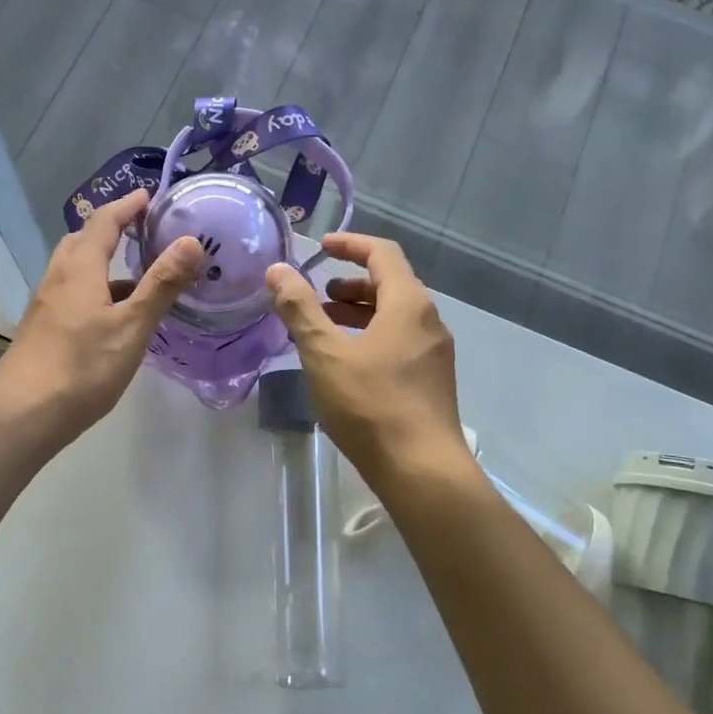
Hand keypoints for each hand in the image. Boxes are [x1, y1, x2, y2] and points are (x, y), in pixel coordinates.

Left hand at [0, 190, 201, 443]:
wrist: (23, 414)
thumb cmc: (83, 367)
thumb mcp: (132, 326)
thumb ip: (161, 284)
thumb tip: (191, 240)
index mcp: (80, 269)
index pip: (104, 222)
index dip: (127, 206)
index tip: (149, 196)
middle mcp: (58, 278)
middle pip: (82, 240)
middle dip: (111, 228)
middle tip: (142, 229)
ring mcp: (46, 304)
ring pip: (75, 269)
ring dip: (102, 261)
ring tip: (135, 274)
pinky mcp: (43, 328)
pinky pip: (72, 292)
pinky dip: (95, 289)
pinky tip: (112, 315)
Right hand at [264, 234, 466, 478]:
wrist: (421, 469)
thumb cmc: (370, 404)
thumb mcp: (325, 353)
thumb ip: (299, 308)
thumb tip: (278, 270)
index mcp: (408, 304)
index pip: (382, 253)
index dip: (350, 244)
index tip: (320, 247)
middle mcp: (429, 321)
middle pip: (391, 284)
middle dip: (351, 282)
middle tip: (317, 294)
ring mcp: (434, 353)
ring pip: (395, 316)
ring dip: (359, 311)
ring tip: (324, 326)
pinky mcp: (431, 380)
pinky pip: (399, 341)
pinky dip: (371, 336)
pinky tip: (346, 362)